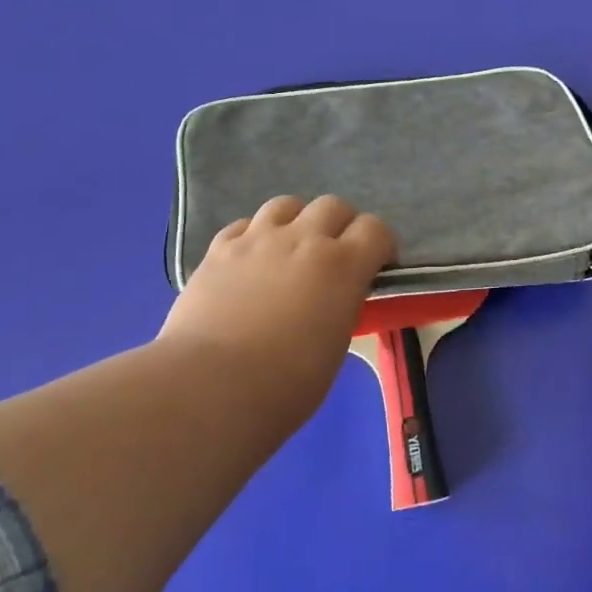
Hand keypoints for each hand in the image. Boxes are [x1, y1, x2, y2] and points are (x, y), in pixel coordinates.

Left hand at [158, 194, 395, 434]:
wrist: (210, 387)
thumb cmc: (286, 383)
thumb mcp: (336, 345)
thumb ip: (341, 307)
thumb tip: (334, 300)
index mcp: (342, 265)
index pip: (376, 229)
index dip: (381, 245)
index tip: (376, 268)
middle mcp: (303, 239)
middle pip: (333, 205)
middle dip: (341, 226)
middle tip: (334, 258)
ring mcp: (257, 240)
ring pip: (286, 204)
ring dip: (297, 221)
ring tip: (290, 250)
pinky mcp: (218, 250)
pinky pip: (243, 225)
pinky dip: (254, 236)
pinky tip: (251, 260)